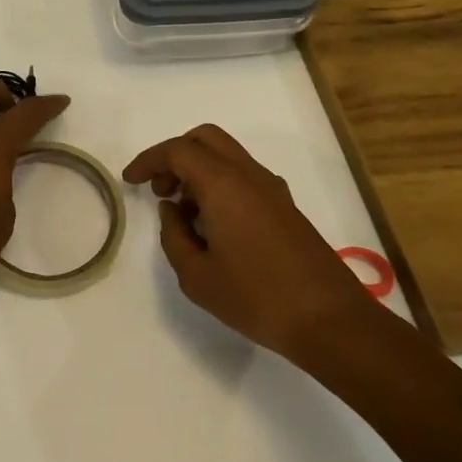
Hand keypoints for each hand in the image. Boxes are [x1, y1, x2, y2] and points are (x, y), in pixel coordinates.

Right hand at [123, 124, 379, 363]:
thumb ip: (174, 236)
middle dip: (174, 156)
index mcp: (223, 185)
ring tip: (183, 213)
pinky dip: (219, 184)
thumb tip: (172, 211)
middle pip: (205, 139)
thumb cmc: (257, 298)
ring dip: (198, 171)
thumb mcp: (196, 276)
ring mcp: (272, 189)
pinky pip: (243, 176)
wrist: (331, 321)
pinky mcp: (286, 207)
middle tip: (159, 189)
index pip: (178, 151)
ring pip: (226, 156)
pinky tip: (213, 225)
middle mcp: (249, 175)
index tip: (130, 181)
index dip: (148, 160)